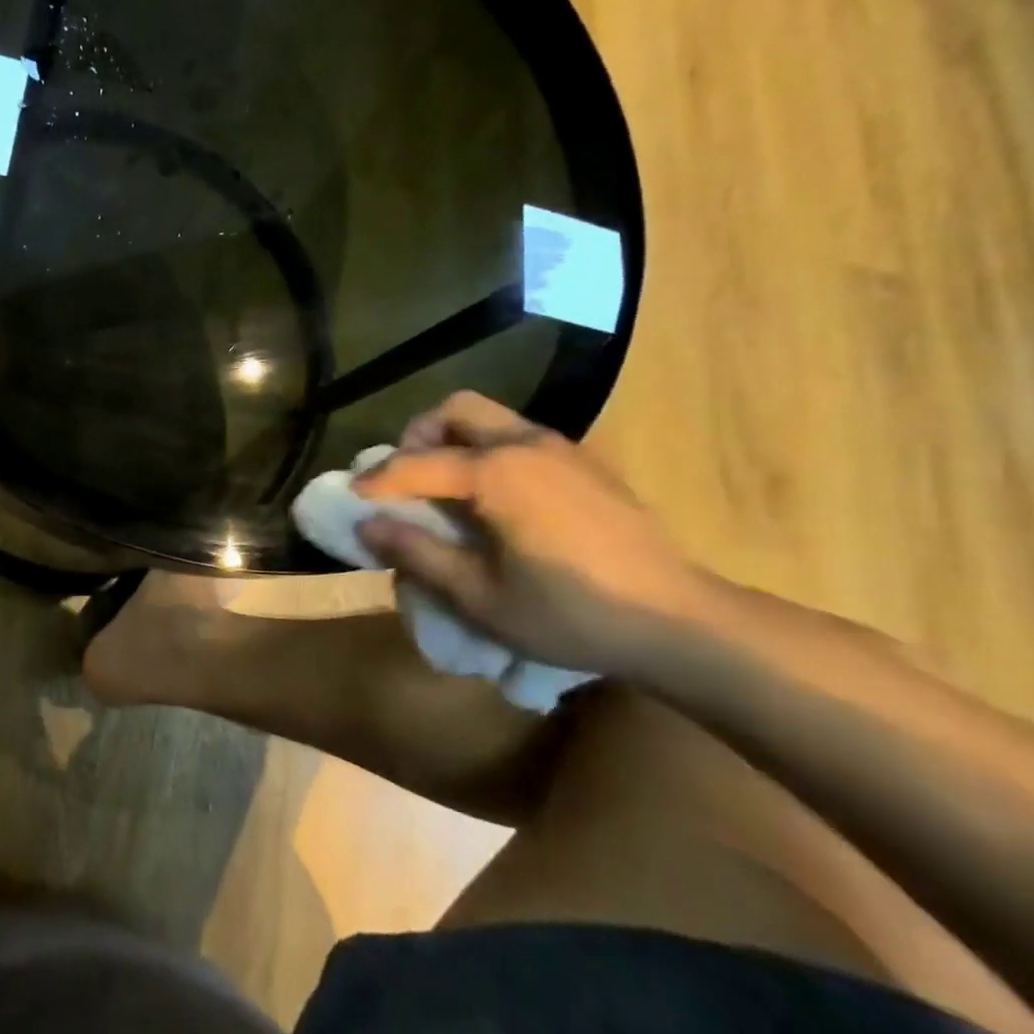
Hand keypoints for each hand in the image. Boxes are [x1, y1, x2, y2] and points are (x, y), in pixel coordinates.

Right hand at [354, 392, 720, 677]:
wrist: (681, 623)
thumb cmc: (572, 615)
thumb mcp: (481, 597)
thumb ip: (419, 554)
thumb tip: (367, 525)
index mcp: (498, 473)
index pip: (417, 463)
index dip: (377, 479)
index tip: (352, 495)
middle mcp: (526, 445)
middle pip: (455, 410)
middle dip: (419, 437)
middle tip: (407, 478)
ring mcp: (562, 449)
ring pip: (490, 418)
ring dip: (454, 441)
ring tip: (445, 488)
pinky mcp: (586, 464)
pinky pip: (519, 437)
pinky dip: (489, 452)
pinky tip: (494, 499)